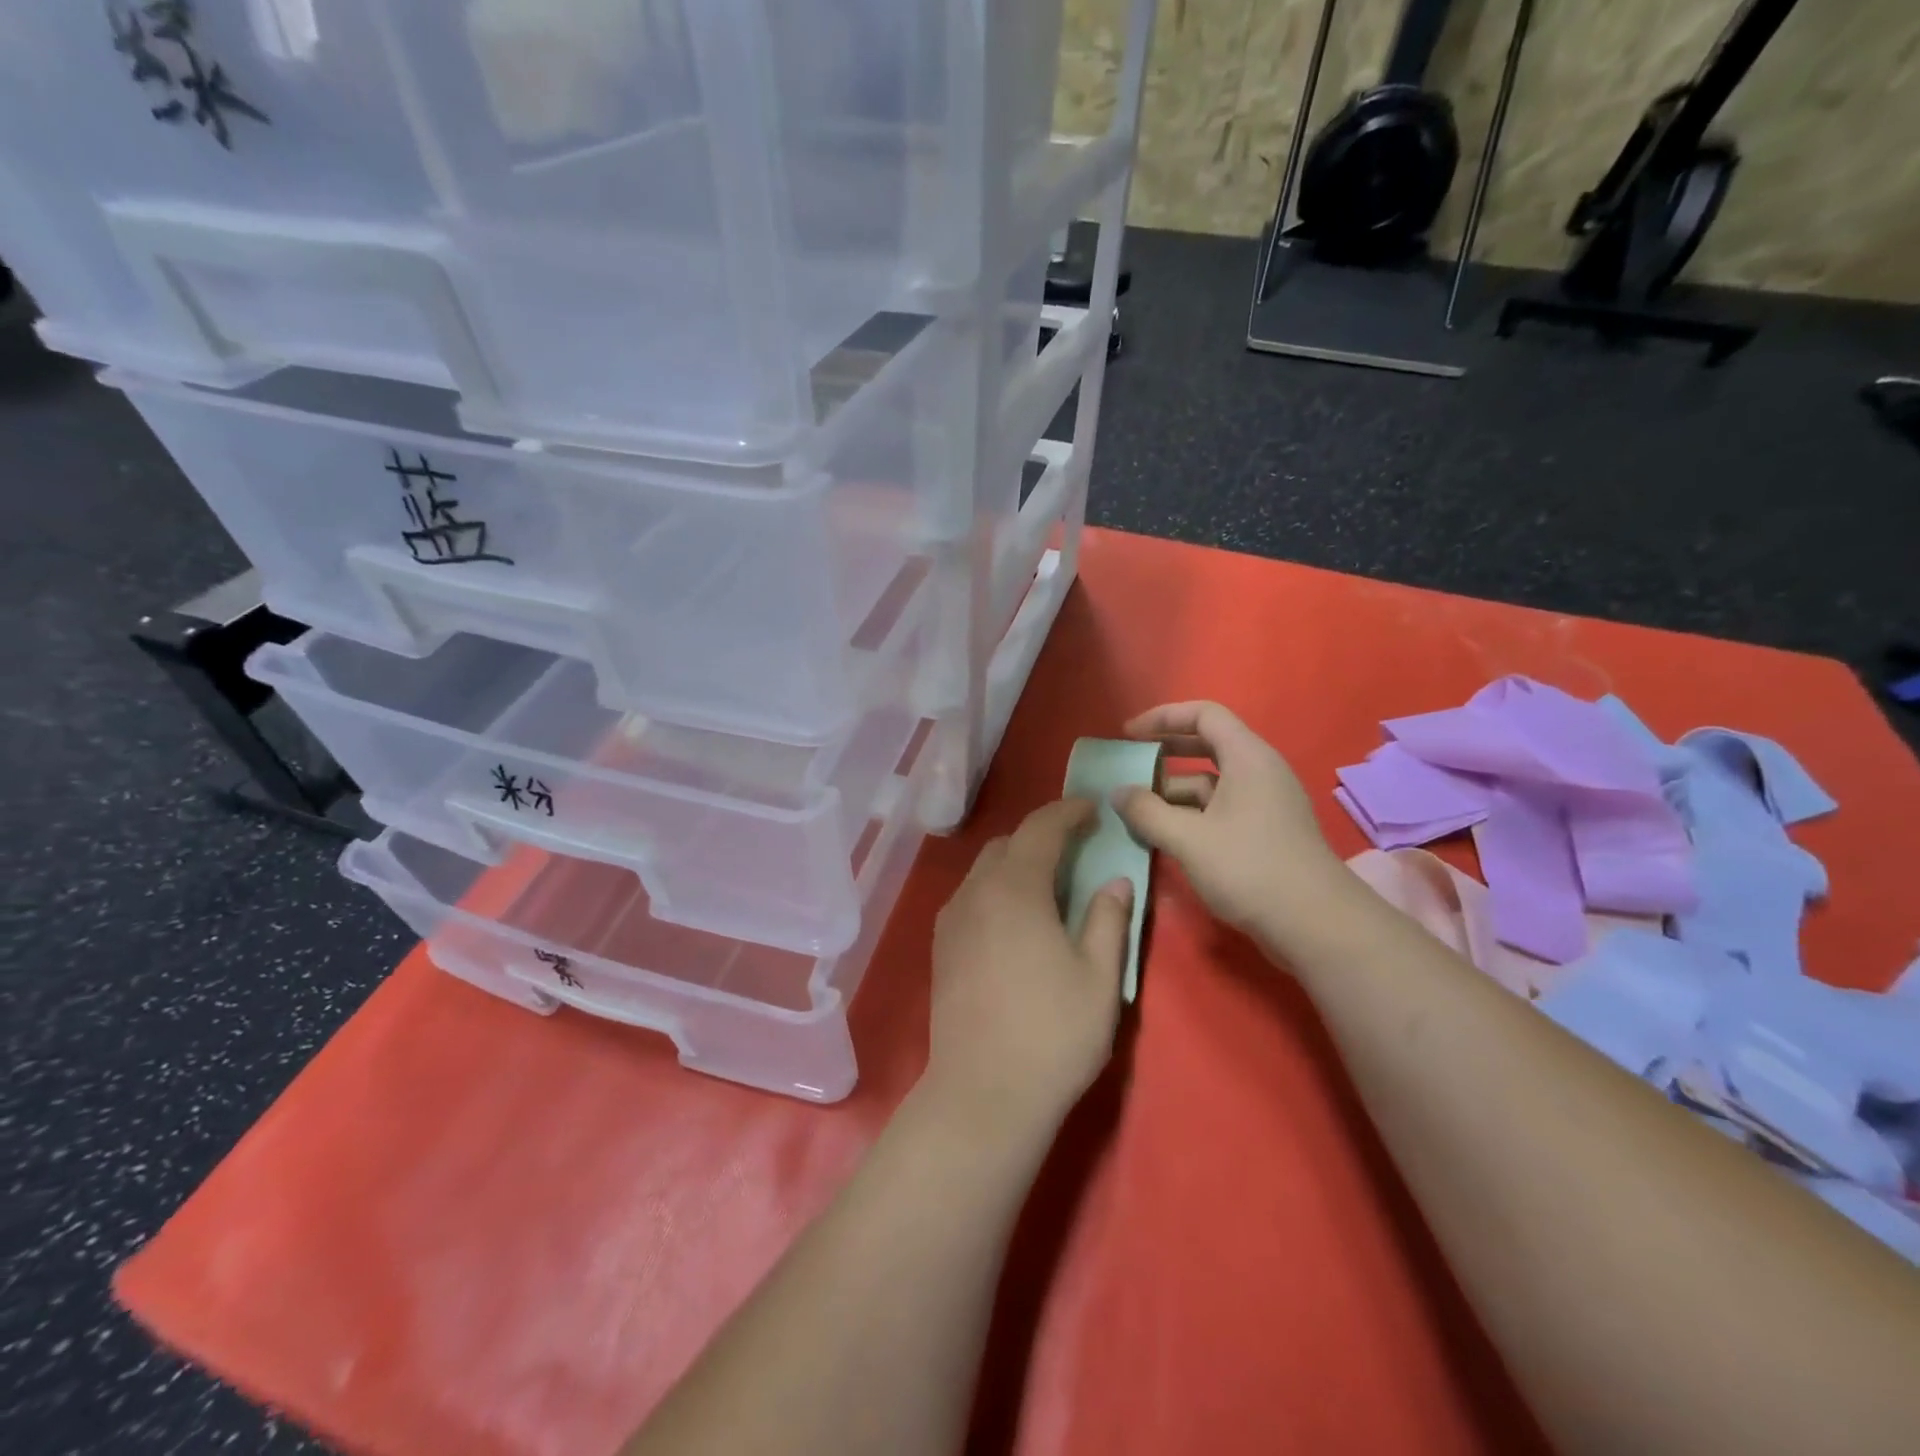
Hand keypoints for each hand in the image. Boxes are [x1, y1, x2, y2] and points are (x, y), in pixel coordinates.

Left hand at [925, 799, 1132, 1138]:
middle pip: (1007, 844)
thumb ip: (1109, 919)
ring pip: (984, 870)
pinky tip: (1016, 917)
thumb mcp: (1099, 977)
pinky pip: (970, 896)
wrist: (983, 1094)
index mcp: (1015, 889)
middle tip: (1076, 847)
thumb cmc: (1052, 1034)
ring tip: (1048, 882)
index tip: (1093, 809)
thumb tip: (1115, 881)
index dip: (1068, 812)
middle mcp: (975, 893)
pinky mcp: (941, 947)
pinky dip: (996, 888)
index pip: (1040, 829)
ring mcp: (952, 920)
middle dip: (1041, 836)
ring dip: (1016, 862)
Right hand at [1114, 701, 1349, 949]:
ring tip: (1135, 809)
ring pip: (1210, 782)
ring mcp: (1264, 803)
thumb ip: (1147, 812)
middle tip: (1129, 765)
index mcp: (1248, 757)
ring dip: (1172, 791)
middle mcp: (1259, 771)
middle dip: (1164, 753)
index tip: (1128, 733)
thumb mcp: (1188, 839)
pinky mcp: (1263, 832)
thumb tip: (1117, 793)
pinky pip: (1219, 808)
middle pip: (1207, 745)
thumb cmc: (1250, 868)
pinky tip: (1163, 835)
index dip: (1163, 717)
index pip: (1204, 714)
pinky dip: (1189, 814)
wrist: (1315, 925)